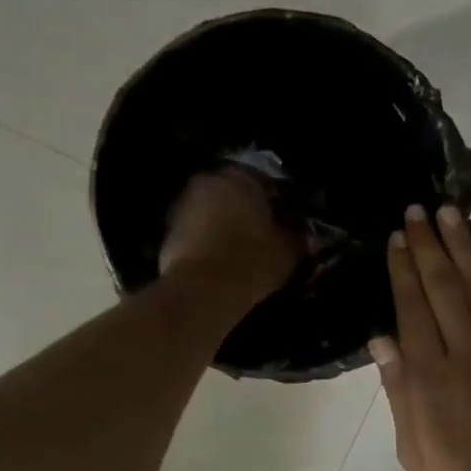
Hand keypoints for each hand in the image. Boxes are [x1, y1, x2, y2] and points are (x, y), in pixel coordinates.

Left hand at [159, 169, 301, 303]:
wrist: (202, 293)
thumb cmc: (252, 261)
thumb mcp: (289, 249)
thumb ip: (298, 234)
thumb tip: (302, 230)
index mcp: (240, 177)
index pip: (266, 180)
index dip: (279, 200)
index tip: (288, 219)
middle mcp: (207, 182)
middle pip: (234, 193)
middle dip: (247, 210)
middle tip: (264, 233)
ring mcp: (182, 206)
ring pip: (212, 212)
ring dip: (225, 225)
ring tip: (242, 249)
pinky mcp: (167, 233)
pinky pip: (196, 233)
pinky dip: (208, 242)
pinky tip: (222, 261)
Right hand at [370, 204, 470, 470]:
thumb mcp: (413, 446)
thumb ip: (398, 389)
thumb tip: (381, 337)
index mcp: (430, 374)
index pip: (412, 306)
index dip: (403, 268)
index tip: (397, 238)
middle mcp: (465, 350)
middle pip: (443, 285)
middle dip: (428, 244)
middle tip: (417, 210)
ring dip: (464, 247)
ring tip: (451, 214)